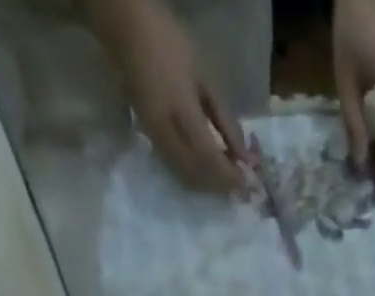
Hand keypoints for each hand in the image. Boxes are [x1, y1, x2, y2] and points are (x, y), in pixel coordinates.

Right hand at [91, 0, 245, 192]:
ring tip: (226, 179)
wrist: (127, 31)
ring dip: (208, 185)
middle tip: (239, 185)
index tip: (247, 182)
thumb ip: (225, 121)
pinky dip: (195, 178)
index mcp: (180, 109)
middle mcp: (165, 131)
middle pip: (197, 175)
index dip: (229, 175)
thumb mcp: (204, 78)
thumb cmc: (170, 45)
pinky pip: (175, 170)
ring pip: (185, 177)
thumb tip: (244, 157)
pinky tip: (207, 172)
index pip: (209, 157)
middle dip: (220, 185)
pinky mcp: (149, 140)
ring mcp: (154, 138)